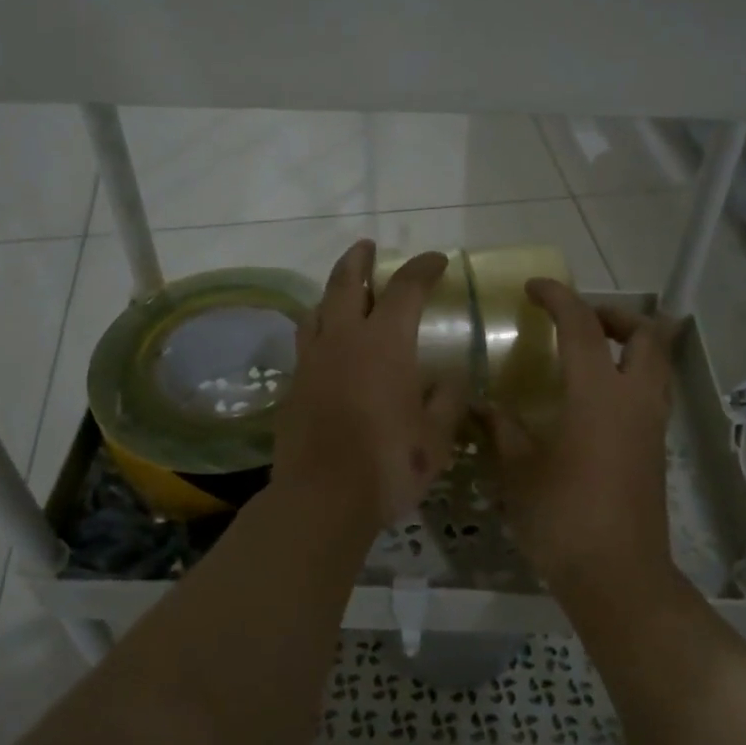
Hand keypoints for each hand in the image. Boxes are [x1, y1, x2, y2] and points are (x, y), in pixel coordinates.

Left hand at [270, 241, 466, 535]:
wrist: (322, 497)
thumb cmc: (389, 463)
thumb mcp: (436, 437)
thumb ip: (447, 401)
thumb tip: (452, 379)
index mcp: (385, 343)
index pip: (405, 288)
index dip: (423, 268)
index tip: (437, 260)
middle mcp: (344, 339)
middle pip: (346, 283)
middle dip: (359, 260)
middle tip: (366, 246)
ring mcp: (312, 361)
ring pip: (317, 309)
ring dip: (332, 292)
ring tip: (343, 291)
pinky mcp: (293, 386)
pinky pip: (305, 343)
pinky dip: (318, 329)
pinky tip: (326, 345)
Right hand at [480, 279, 680, 593]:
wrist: (618, 577)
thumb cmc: (563, 518)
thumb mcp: (519, 471)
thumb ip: (502, 430)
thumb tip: (482, 406)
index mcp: (599, 396)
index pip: (584, 328)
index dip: (560, 299)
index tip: (535, 289)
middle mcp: (635, 401)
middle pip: (647, 336)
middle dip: (616, 315)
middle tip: (579, 321)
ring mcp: (651, 426)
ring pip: (657, 364)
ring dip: (629, 345)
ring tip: (588, 353)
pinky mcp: (655, 450)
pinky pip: (651, 393)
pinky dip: (629, 377)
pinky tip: (592, 400)